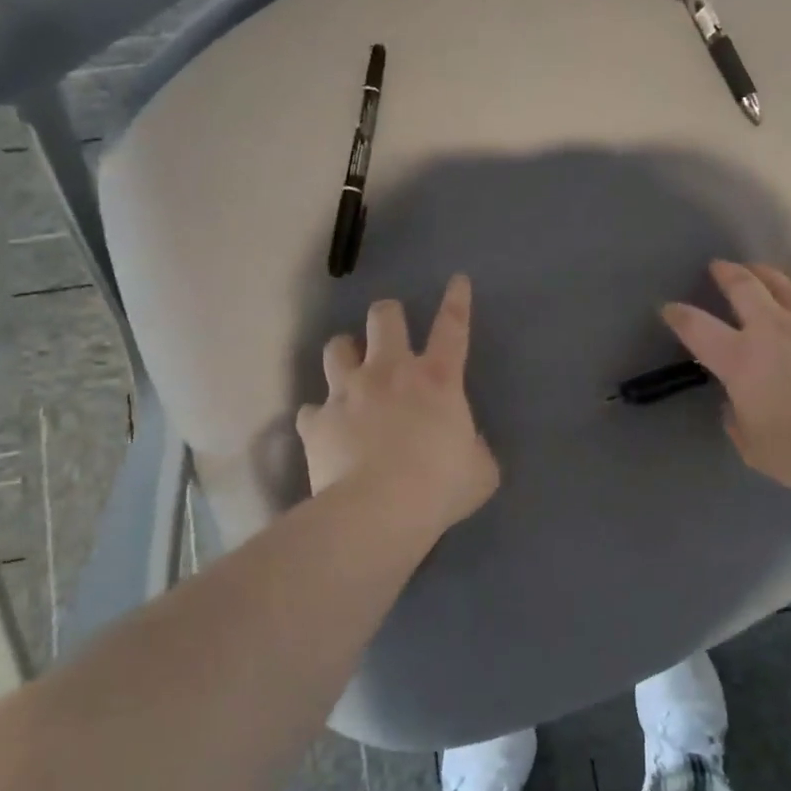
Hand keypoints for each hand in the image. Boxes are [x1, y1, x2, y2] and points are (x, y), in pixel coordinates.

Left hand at [297, 274, 499, 533]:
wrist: (379, 510)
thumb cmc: (440, 486)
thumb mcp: (480, 471)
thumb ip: (475, 450)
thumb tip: (467, 447)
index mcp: (436, 379)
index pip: (453, 327)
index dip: (457, 301)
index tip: (457, 280)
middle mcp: (389, 372)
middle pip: (383, 317)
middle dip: (387, 316)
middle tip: (389, 330)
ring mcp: (347, 392)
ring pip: (337, 348)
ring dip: (345, 354)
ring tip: (349, 369)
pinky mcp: (316, 421)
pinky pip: (311, 409)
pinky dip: (319, 416)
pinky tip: (324, 429)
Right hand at [662, 261, 790, 498]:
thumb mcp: (752, 447)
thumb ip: (738, 421)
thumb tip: (736, 405)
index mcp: (739, 360)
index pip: (697, 328)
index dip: (679, 315)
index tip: (669, 307)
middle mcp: (771, 329)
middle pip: (743, 288)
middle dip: (726, 274)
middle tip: (719, 267)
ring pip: (784, 284)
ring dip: (766, 274)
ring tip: (758, 269)